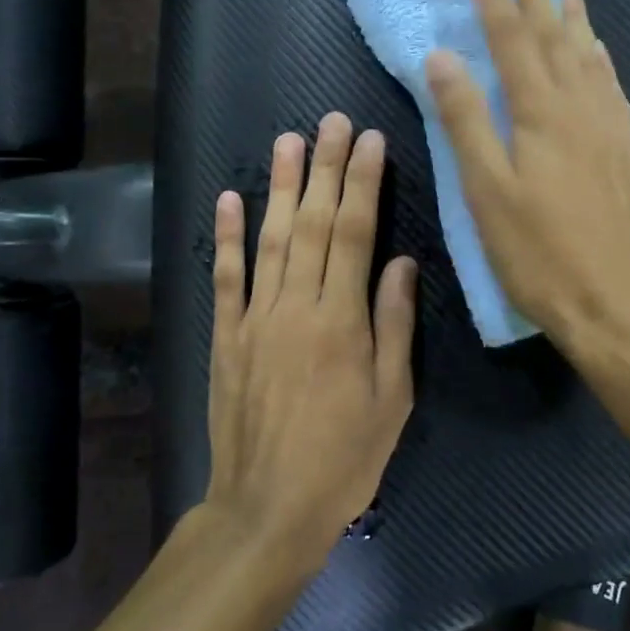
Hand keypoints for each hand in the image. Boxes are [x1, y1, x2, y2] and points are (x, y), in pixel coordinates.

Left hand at [202, 114, 417, 578]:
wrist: (267, 509)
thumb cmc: (344, 458)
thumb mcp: (392, 399)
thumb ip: (395, 325)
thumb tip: (402, 262)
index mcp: (343, 320)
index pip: (355, 233)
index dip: (363, 183)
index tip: (368, 141)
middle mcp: (297, 306)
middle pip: (314, 224)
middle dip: (325, 168)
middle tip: (331, 121)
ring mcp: (256, 318)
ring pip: (271, 239)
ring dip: (280, 187)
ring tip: (287, 140)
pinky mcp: (226, 337)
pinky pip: (226, 279)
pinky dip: (227, 237)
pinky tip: (229, 199)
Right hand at [424, 0, 629, 353]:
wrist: (617, 304)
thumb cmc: (540, 253)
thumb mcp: (488, 191)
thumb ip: (466, 120)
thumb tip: (441, 57)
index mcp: (541, 111)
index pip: (510, 35)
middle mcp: (580, 104)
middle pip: (554, 30)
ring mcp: (608, 123)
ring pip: (588, 50)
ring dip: (572, 10)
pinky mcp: (624, 146)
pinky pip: (610, 82)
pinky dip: (599, 53)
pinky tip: (598, 47)